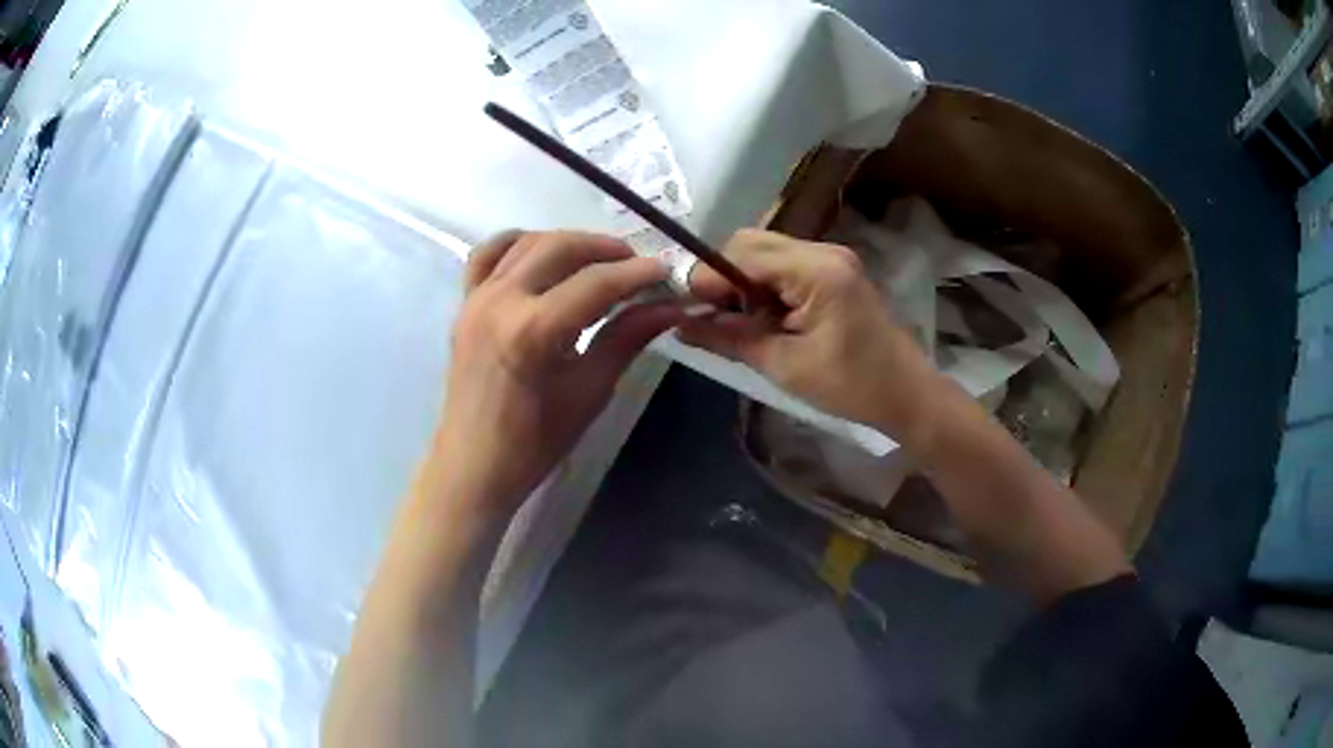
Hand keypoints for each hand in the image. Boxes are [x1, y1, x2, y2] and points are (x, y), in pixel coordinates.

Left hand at [431, 230, 684, 519]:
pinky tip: (542, 256)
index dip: (638, 273)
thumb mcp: (590, 390)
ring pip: (527, 243)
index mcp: (533, 330)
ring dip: (567, 243)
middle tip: (638, 266)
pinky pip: (488, 255)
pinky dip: (518, 244)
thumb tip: (672, 307)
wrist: (474, 465)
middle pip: (561, 248)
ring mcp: (476, 298)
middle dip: (605, 249)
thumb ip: (628, 338)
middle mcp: (501, 300)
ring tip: (599, 261)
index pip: (596, 283)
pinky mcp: (464, 304)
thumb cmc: (535, 442)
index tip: (668, 272)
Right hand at [678, 229, 935, 436]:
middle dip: (722, 277)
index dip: (706, 278)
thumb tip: (680, 325)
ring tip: (736, 324)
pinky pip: (783, 266)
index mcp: (816, 270)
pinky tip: (762, 320)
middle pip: (751, 244)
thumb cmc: (852, 386)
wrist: (907, 395)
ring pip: (765, 253)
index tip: (684, 311)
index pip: (742, 255)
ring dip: (742, 283)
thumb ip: (729, 340)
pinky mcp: (833, 272)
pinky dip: (763, 287)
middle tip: (709, 317)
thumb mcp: (785, 366)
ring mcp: (831, 258)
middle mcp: (823, 251)